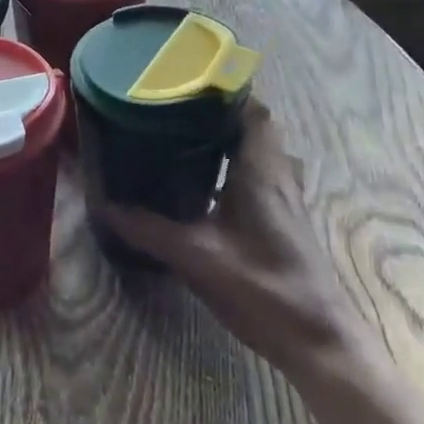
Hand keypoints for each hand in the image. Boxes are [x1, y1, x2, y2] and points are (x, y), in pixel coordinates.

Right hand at [95, 101, 381, 380]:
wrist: (318, 340)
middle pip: (257, 127)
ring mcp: (287, 200)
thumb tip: (106, 208)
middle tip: (178, 112)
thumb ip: (149, 230)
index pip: (254, 110)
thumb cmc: (263, 287)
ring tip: (187, 141)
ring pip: (262, 153)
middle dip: (221, 114)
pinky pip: (262, 177)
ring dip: (232, 141)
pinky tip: (208, 188)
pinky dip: (238, 170)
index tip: (188, 84)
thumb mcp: (197, 257)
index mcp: (261, 170)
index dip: (226, 91)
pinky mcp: (287, 222)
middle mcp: (278, 176)